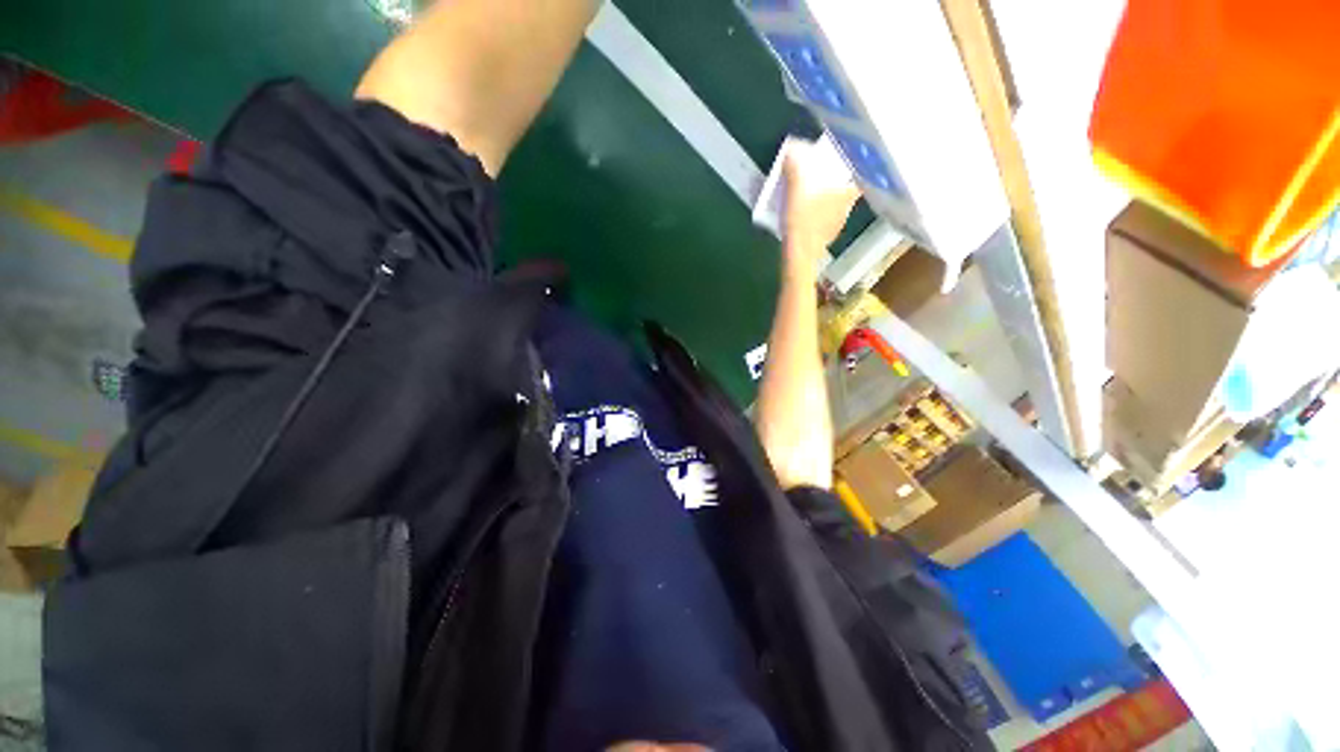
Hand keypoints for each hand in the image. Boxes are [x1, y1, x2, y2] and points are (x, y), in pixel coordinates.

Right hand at [782, 144, 861, 272]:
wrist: (799, 254)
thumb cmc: (801, 221)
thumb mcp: (795, 190)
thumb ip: (794, 169)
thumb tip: (792, 150)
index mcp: (844, 195)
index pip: (859, 179)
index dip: (858, 171)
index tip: (853, 165)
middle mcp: (845, 210)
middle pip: (846, 193)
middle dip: (837, 186)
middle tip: (826, 179)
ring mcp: (837, 226)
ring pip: (837, 209)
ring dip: (828, 203)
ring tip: (814, 198)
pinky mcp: (826, 239)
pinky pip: (826, 223)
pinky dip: (820, 218)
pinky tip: (808, 218)